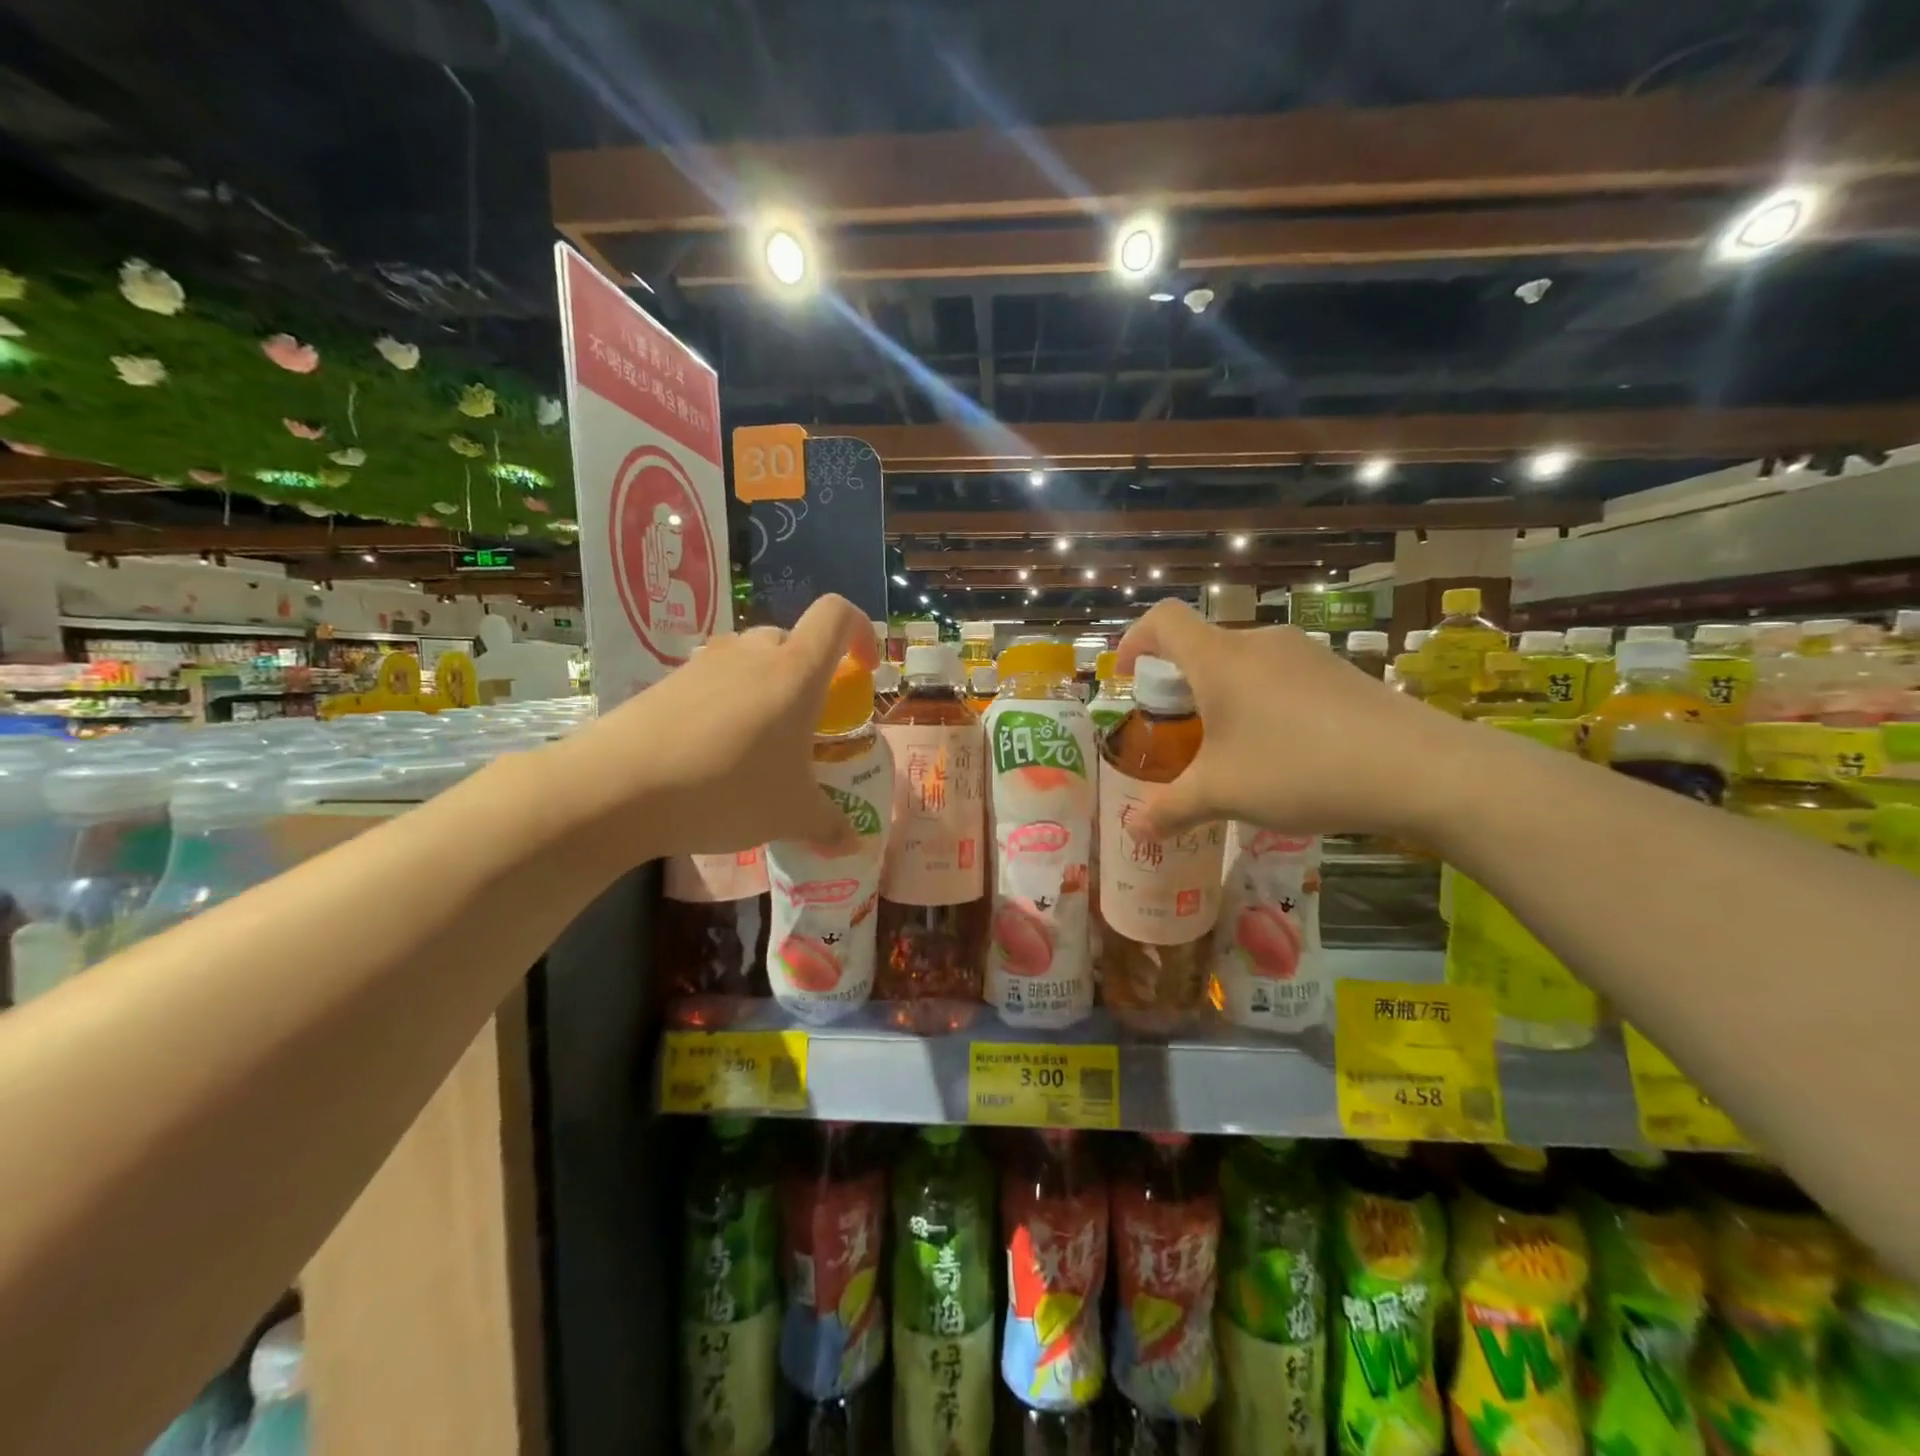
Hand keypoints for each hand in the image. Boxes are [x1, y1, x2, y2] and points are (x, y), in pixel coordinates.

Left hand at [547, 594, 877, 861]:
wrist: (616, 787)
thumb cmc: (726, 788)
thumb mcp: (790, 815)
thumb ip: (828, 825)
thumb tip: (852, 844)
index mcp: (795, 671)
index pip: (837, 615)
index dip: (860, 631)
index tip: (864, 670)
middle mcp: (752, 653)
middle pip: (793, 641)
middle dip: (810, 675)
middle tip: (807, 725)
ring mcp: (705, 663)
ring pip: (751, 661)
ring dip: (767, 690)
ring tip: (759, 744)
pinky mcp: (667, 681)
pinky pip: (714, 681)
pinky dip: (727, 705)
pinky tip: (712, 754)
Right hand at [1115, 600, 1470, 838]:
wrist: (1419, 768)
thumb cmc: (1298, 769)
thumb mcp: (1222, 795)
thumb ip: (1170, 809)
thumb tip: (1136, 827)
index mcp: (1219, 659)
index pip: (1162, 620)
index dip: (1135, 640)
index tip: (1128, 678)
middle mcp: (1259, 643)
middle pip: (1202, 646)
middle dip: (1178, 684)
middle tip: (1178, 733)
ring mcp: (1305, 653)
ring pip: (1243, 664)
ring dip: (1222, 696)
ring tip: (1230, 749)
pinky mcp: (1339, 672)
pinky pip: (1281, 677)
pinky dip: (1261, 703)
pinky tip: (1283, 751)